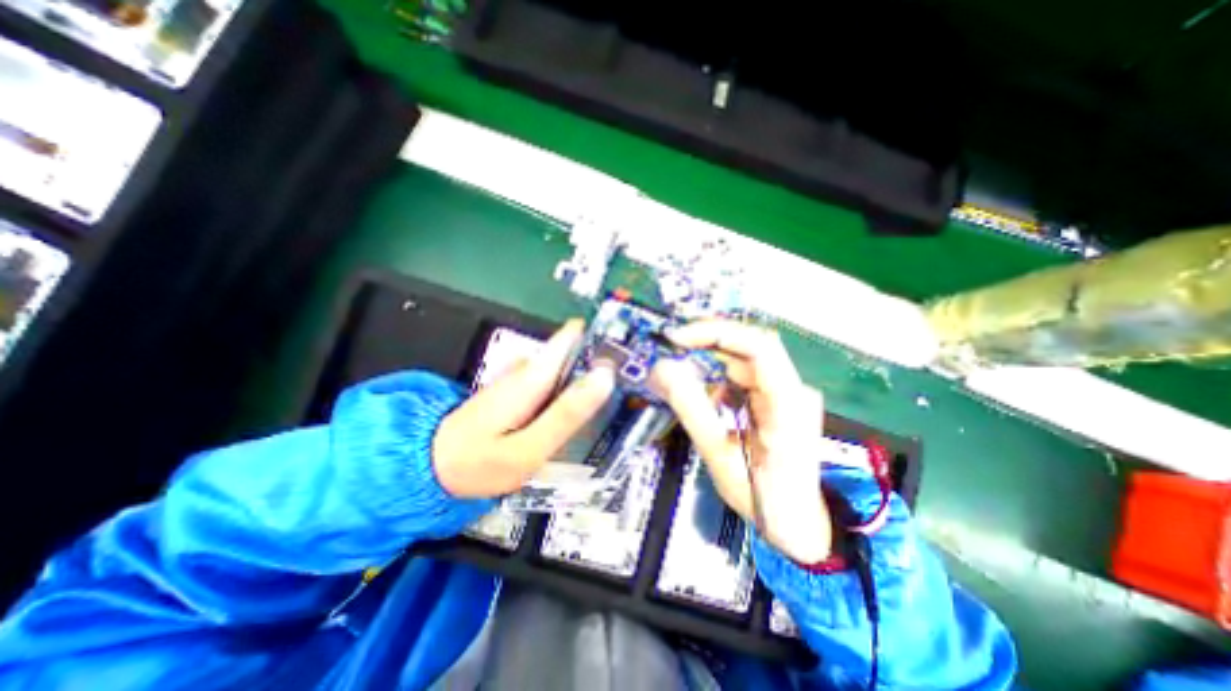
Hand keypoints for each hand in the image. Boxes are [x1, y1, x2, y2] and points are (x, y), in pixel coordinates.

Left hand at [436, 320, 619, 498]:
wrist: (434, 466)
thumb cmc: (481, 460)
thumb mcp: (529, 447)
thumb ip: (567, 413)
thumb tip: (604, 377)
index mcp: (535, 374)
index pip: (573, 336)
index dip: (603, 335)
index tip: (634, 346)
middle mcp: (531, 367)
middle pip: (576, 350)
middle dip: (605, 359)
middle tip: (637, 379)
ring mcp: (526, 377)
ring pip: (570, 365)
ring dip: (595, 374)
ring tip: (623, 391)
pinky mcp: (524, 390)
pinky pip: (560, 380)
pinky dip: (579, 386)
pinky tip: (591, 405)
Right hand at [647, 321, 829, 563]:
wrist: (797, 525)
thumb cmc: (763, 498)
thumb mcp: (719, 455)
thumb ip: (691, 408)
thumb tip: (661, 369)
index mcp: (788, 403)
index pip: (758, 346)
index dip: (717, 333)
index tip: (678, 338)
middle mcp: (792, 388)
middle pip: (748, 347)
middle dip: (706, 343)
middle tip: (669, 347)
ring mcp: (785, 392)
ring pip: (742, 359)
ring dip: (708, 360)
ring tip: (676, 369)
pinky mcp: (774, 399)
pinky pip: (741, 376)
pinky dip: (715, 378)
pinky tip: (700, 393)